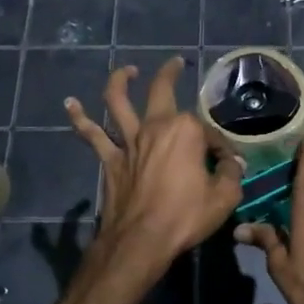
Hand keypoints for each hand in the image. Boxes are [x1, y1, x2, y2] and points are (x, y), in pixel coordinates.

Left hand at [66, 58, 243, 275]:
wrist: (141, 240)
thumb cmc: (185, 217)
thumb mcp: (224, 197)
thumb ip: (230, 173)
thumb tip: (233, 162)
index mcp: (186, 131)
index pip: (209, 132)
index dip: (221, 148)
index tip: (227, 165)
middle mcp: (155, 127)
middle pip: (161, 91)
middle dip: (170, 72)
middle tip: (176, 63)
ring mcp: (129, 141)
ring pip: (118, 101)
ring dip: (120, 81)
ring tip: (126, 71)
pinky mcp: (109, 159)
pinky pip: (91, 134)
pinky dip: (79, 118)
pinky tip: (70, 103)